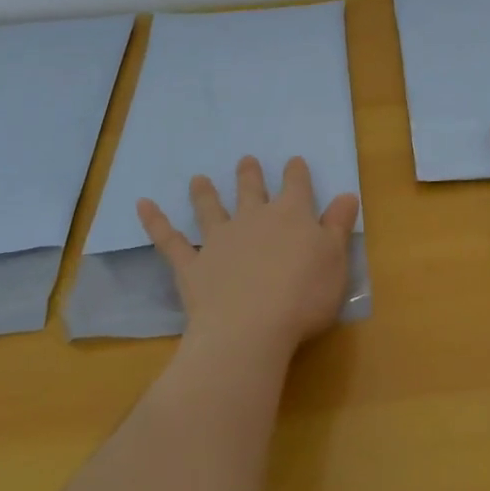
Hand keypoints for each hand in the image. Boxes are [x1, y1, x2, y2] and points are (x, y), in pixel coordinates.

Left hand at [137, 156, 359, 358]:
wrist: (250, 330)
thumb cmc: (303, 297)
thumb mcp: (335, 261)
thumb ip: (338, 226)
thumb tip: (347, 194)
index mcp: (291, 216)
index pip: (296, 185)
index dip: (296, 173)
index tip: (293, 162)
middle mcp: (253, 219)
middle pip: (251, 190)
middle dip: (249, 175)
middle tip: (245, 161)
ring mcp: (219, 240)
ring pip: (210, 208)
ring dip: (204, 193)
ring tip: (198, 179)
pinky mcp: (192, 265)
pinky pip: (169, 240)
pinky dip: (155, 221)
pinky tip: (142, 205)